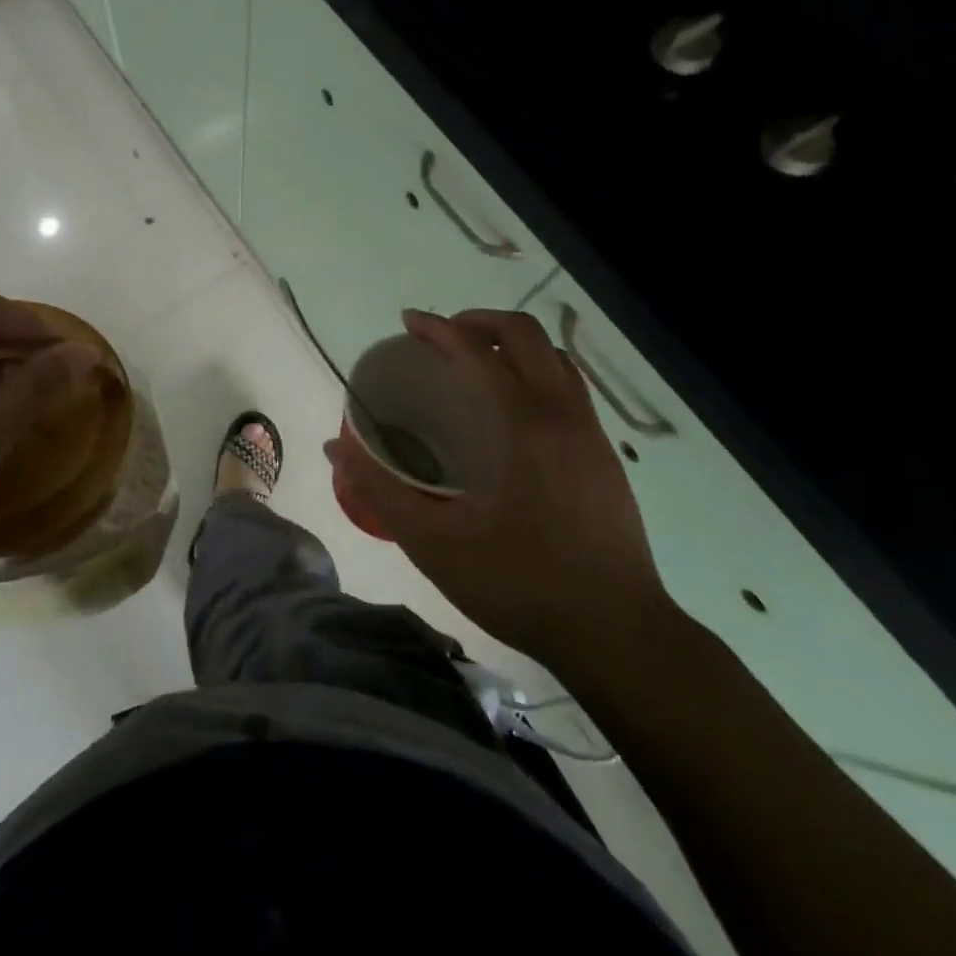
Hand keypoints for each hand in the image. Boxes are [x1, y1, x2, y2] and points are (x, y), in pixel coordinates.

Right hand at [326, 308, 676, 667]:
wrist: (618, 635)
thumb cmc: (520, 583)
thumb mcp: (434, 543)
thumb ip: (380, 490)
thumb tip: (337, 447)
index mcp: (520, 425)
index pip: (477, 350)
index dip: (438, 327)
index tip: (408, 322)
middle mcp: (561, 414)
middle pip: (525, 334)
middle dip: (478, 321)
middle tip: (442, 338)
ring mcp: (591, 432)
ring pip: (554, 357)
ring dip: (512, 344)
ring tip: (476, 364)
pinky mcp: (606, 455)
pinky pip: (570, 386)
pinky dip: (535, 372)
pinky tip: (512, 411)